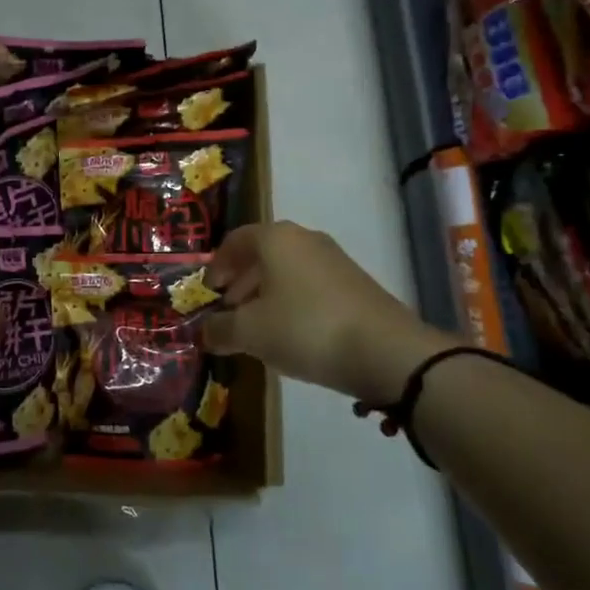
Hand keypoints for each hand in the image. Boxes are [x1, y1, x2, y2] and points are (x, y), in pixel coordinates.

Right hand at [203, 222, 454, 404]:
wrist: (386, 351)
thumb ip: (220, 330)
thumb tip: (204, 332)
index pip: (235, 240)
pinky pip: (310, 286)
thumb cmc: (305, 328)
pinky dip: (293, 303)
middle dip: (241, 282)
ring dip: (267, 295)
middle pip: (262, 254)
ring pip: (288, 271)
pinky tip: (291, 335)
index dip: (216, 265)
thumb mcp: (251, 333)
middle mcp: (305, 239)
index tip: (209, 292)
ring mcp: (334, 260)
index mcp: (275, 238)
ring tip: (257, 328)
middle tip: (229, 311)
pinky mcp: (355, 284)